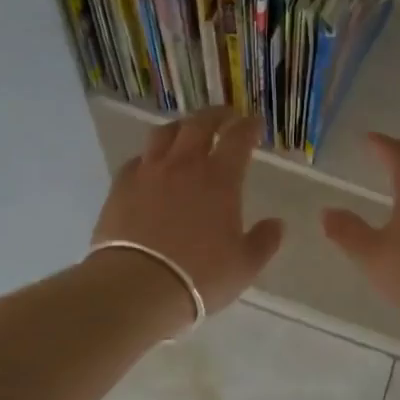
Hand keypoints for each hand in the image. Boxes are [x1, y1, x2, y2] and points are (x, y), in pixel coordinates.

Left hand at [91, 109, 283, 327]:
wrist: (137, 285)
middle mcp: (184, 165)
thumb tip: (277, 224)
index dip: (249, 126)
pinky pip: (138, 159)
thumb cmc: (199, 276)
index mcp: (220, 178)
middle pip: (199, 124)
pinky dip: (150, 156)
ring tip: (187, 131)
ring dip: (181, 127)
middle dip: (216, 115)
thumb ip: (264, 241)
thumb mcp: (244, 265)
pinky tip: (151, 165)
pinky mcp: (121, 186)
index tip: (255, 123)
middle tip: (225, 116)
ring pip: (164, 133)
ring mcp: (149, 172)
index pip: (238, 138)